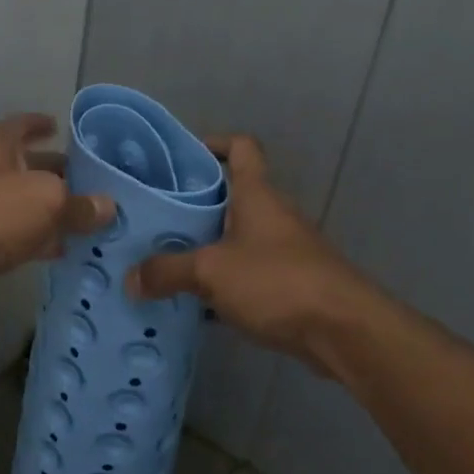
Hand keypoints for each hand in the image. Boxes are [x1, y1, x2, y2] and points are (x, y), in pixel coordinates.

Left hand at [0, 113, 112, 316]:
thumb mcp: (46, 201)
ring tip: (84, 219)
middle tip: (90, 182)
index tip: (61, 128)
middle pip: (25, 166)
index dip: (43, 124)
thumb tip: (108, 207)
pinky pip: (11, 234)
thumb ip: (79, 204)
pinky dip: (34, 239)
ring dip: (47, 211)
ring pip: (20, 203)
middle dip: (55, 173)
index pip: (24, 124)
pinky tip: (59, 250)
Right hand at [127, 134, 372, 374]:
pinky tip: (193, 301)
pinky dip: (221, 281)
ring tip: (162, 259)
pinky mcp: (287, 283)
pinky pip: (245, 272)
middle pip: (230, 195)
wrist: (342, 330)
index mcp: (256, 194)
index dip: (213, 143)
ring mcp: (282, 249)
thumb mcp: (212, 271)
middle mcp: (271, 214)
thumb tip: (130, 278)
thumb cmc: (276, 281)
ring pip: (235, 237)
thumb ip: (168, 271)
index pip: (240, 147)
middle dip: (193, 203)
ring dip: (204, 246)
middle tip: (152, 216)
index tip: (180, 157)